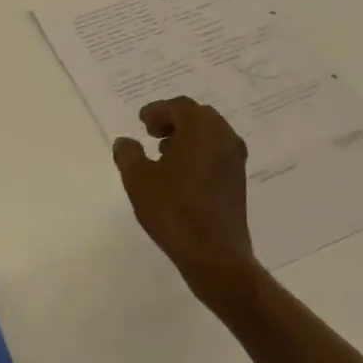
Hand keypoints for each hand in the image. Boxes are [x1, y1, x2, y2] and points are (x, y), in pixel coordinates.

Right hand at [112, 97, 262, 309]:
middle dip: (174, 121)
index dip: (158, 110)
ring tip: (163, 154)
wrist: (214, 255)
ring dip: (187, 138)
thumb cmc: (174, 210)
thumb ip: (128, 154)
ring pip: (210, 136)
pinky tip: (180, 175)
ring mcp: (235, 162)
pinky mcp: (237, 183)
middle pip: (199, 117)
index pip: (180, 107)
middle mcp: (224, 139)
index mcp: (202, 130)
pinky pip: (217, 155)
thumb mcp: (138, 179)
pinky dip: (199, 154)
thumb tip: (125, 142)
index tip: (141, 122)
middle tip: (152, 133)